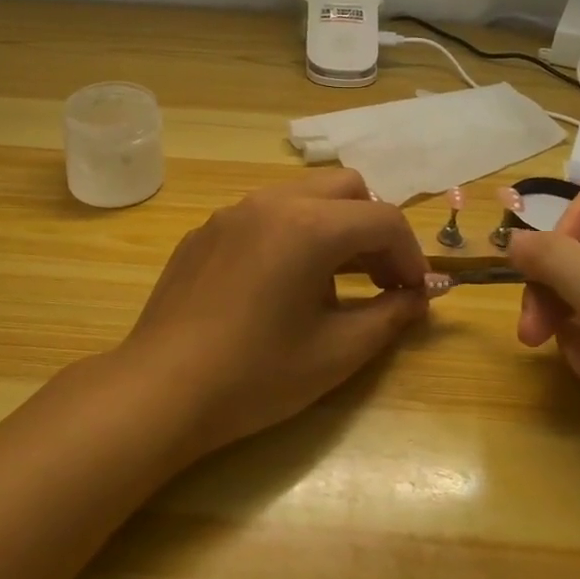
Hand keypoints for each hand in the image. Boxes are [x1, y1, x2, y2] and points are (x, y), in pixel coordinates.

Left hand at [115, 170, 430, 459]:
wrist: (160, 389)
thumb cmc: (255, 375)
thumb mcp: (336, 353)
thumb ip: (389, 315)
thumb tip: (419, 296)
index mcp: (308, 225)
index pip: (383, 219)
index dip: (411, 255)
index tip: (415, 294)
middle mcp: (270, 202)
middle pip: (345, 189)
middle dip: (373, 228)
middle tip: (379, 279)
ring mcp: (232, 212)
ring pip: (302, 196)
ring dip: (333, 228)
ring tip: (331, 285)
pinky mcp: (205, 231)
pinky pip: (263, 215)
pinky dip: (291, 235)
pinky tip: (278, 287)